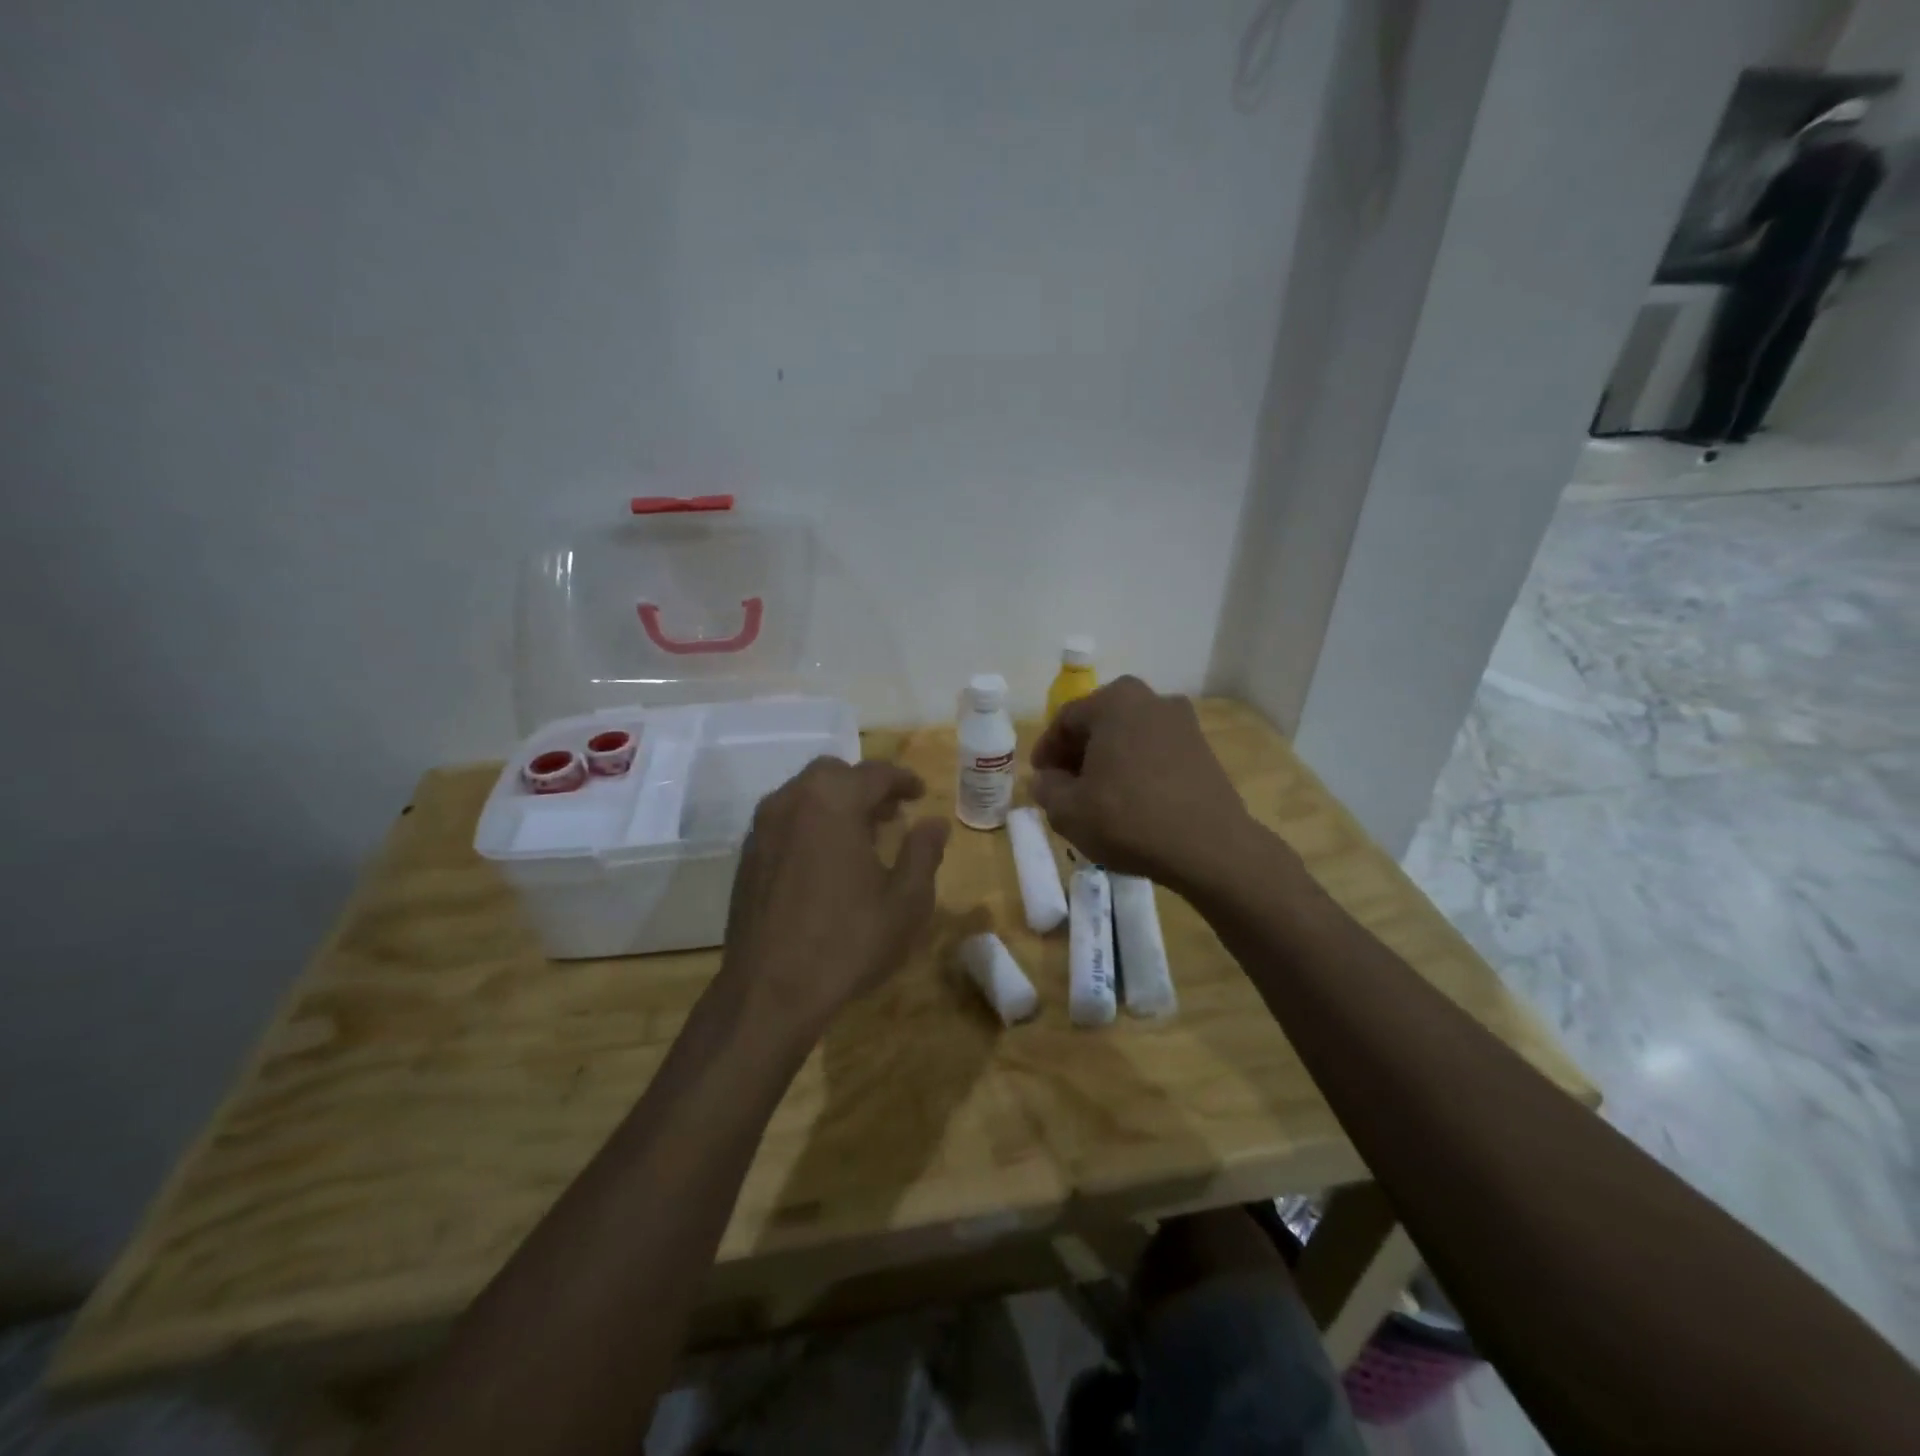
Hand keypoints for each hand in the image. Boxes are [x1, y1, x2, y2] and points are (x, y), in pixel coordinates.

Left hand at [717, 757, 949, 1044]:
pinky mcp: (747, 857)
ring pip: (804, 794)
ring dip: (836, 803)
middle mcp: (792, 802)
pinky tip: (826, 860)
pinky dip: (810, 823)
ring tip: (862, 834)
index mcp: (833, 802)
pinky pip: (785, 821)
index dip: (902, 780)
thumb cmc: (848, 942)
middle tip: (891, 813)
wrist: (769, 992)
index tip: (920, 793)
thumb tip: (934, 823)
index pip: (875, 773)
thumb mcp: (906, 901)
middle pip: (834, 774)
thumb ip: (924, 853)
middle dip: (865, 786)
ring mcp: (762, 829)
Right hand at [1029, 677, 1260, 891]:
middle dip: (1078, 753)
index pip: (1065, 720)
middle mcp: (1151, 699)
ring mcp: (1183, 723)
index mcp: (1114, 701)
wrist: (1209, 848)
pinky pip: (1156, 753)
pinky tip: (1131, 801)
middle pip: (1100, 724)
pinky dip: (1137, 769)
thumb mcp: (1068, 810)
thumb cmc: (1128, 818)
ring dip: (1109, 761)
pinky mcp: (1203, 750)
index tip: (1039, 778)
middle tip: (1064, 786)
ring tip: (1097, 796)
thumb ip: (1046, 788)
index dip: (1046, 751)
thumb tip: (1045, 779)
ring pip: (1129, 738)